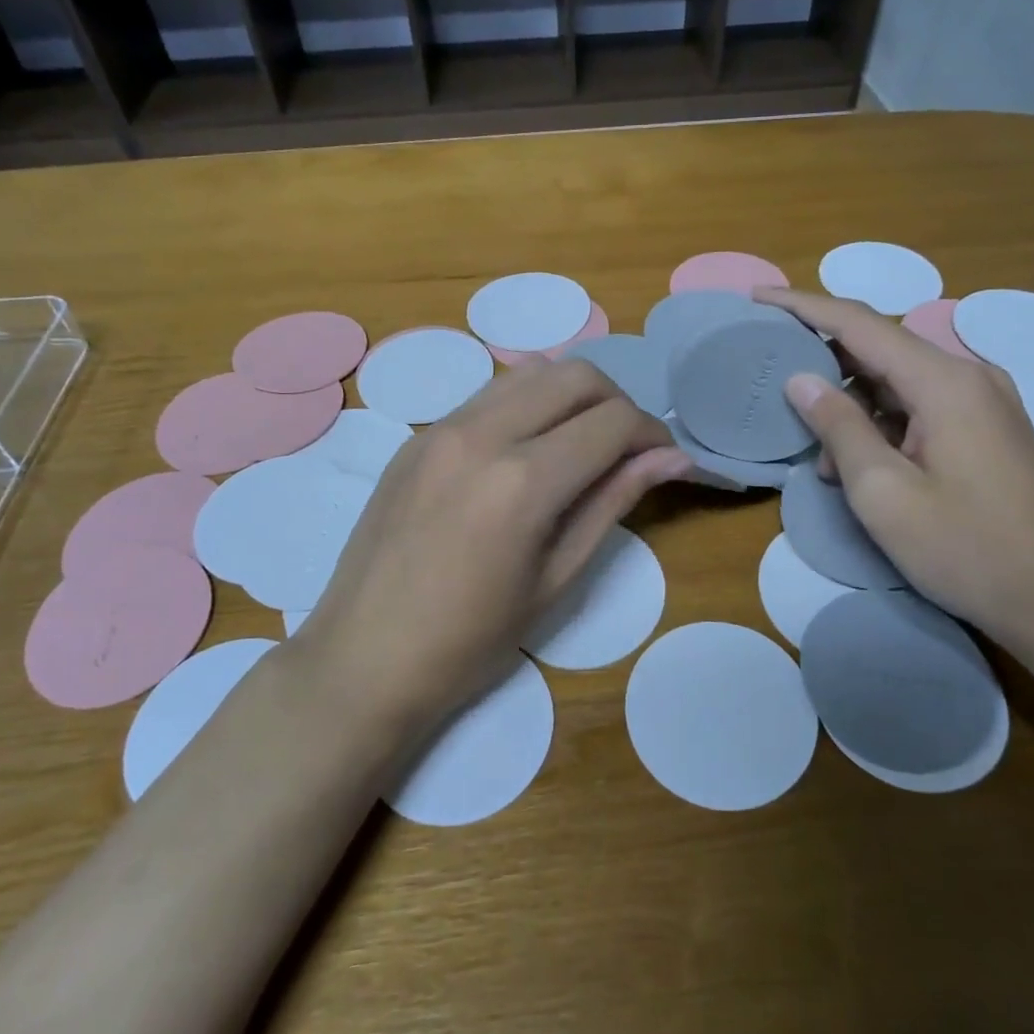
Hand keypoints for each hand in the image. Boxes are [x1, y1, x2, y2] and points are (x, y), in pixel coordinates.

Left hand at [295, 360, 689, 736]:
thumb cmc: (469, 642)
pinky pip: (488, 396)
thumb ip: (612, 503)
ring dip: (570, 396)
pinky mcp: (416, 437)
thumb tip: (670, 458)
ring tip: (579, 445)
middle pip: (574, 375)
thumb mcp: (556, 580)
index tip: (665, 461)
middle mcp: (481, 434)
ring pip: (528, 373)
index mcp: (522, 481)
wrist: (362, 659)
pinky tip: (526, 453)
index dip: (652, 434)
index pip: (612, 421)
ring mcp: (440, 428)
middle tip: (626, 450)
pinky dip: (526, 406)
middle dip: (616, 402)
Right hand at [756, 288, 1033, 645]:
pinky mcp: (991, 429)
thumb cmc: (965, 549)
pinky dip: (884, 426)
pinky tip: (866, 469)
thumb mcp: (883, 493)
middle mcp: (970, 376)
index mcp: (944, 382)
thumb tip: (801, 379)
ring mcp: (986, 402)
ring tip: (830, 464)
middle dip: (827, 373)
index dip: (803, 306)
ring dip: (855, 412)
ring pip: (899, 383)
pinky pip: (922, 407)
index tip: (757, 298)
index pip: (859, 323)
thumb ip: (839, 427)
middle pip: (880, 350)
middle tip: (783, 403)